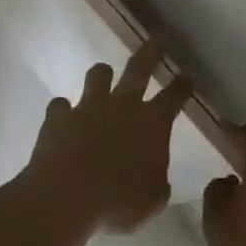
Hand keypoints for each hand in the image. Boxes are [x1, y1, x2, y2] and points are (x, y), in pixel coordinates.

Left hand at [28, 43, 190, 233]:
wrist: (67, 196)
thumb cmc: (118, 202)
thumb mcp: (151, 202)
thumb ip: (157, 186)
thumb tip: (158, 180)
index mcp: (152, 124)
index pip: (174, 97)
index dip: (182, 86)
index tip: (186, 76)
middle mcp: (122, 106)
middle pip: (138, 68)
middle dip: (149, 54)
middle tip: (154, 43)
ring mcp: (88, 107)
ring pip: (97, 75)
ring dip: (101, 75)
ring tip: (102, 77)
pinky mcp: (59, 116)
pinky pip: (60, 105)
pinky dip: (63, 111)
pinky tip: (62, 118)